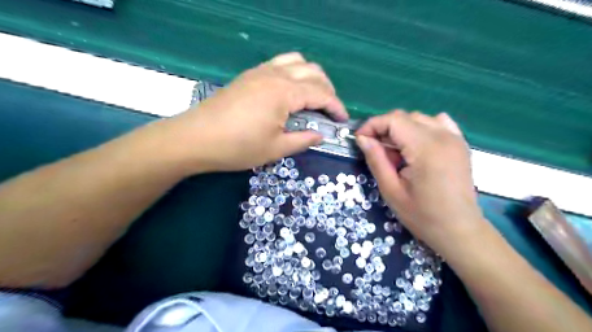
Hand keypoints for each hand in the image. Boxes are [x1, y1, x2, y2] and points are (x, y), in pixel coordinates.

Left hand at [161, 53, 347, 171]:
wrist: (195, 138)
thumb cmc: (237, 147)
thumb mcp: (276, 149)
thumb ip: (303, 140)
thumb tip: (321, 135)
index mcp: (284, 92)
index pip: (321, 93)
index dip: (336, 106)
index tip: (343, 120)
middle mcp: (275, 75)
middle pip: (313, 72)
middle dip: (327, 90)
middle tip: (329, 110)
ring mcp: (260, 72)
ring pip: (296, 61)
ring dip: (311, 76)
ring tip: (313, 96)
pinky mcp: (249, 75)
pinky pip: (279, 64)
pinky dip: (294, 72)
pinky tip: (290, 91)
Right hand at [356, 111, 485, 256]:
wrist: (460, 230)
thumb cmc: (423, 215)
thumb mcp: (391, 191)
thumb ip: (376, 160)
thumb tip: (362, 138)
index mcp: (426, 148)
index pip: (393, 120)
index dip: (372, 125)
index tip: (360, 140)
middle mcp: (443, 136)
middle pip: (405, 117)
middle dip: (384, 128)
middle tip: (375, 150)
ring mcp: (455, 138)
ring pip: (419, 118)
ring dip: (401, 129)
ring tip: (395, 152)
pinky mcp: (460, 143)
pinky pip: (438, 123)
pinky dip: (421, 128)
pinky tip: (416, 145)